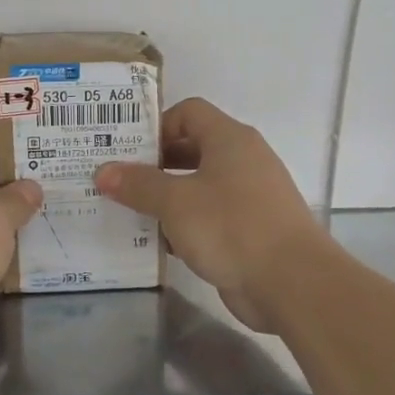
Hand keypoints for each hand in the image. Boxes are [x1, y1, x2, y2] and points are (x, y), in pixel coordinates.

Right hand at [94, 98, 327, 331]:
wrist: (292, 282)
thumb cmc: (231, 227)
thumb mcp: (176, 202)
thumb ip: (138, 185)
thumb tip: (103, 171)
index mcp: (229, 139)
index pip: (188, 113)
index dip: (156, 126)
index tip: (127, 151)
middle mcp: (242, 160)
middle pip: (192, 148)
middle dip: (154, 164)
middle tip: (118, 181)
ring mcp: (249, 196)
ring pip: (199, 186)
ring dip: (166, 198)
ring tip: (129, 212)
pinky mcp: (250, 230)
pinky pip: (210, 217)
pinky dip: (185, 224)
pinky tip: (158, 243)